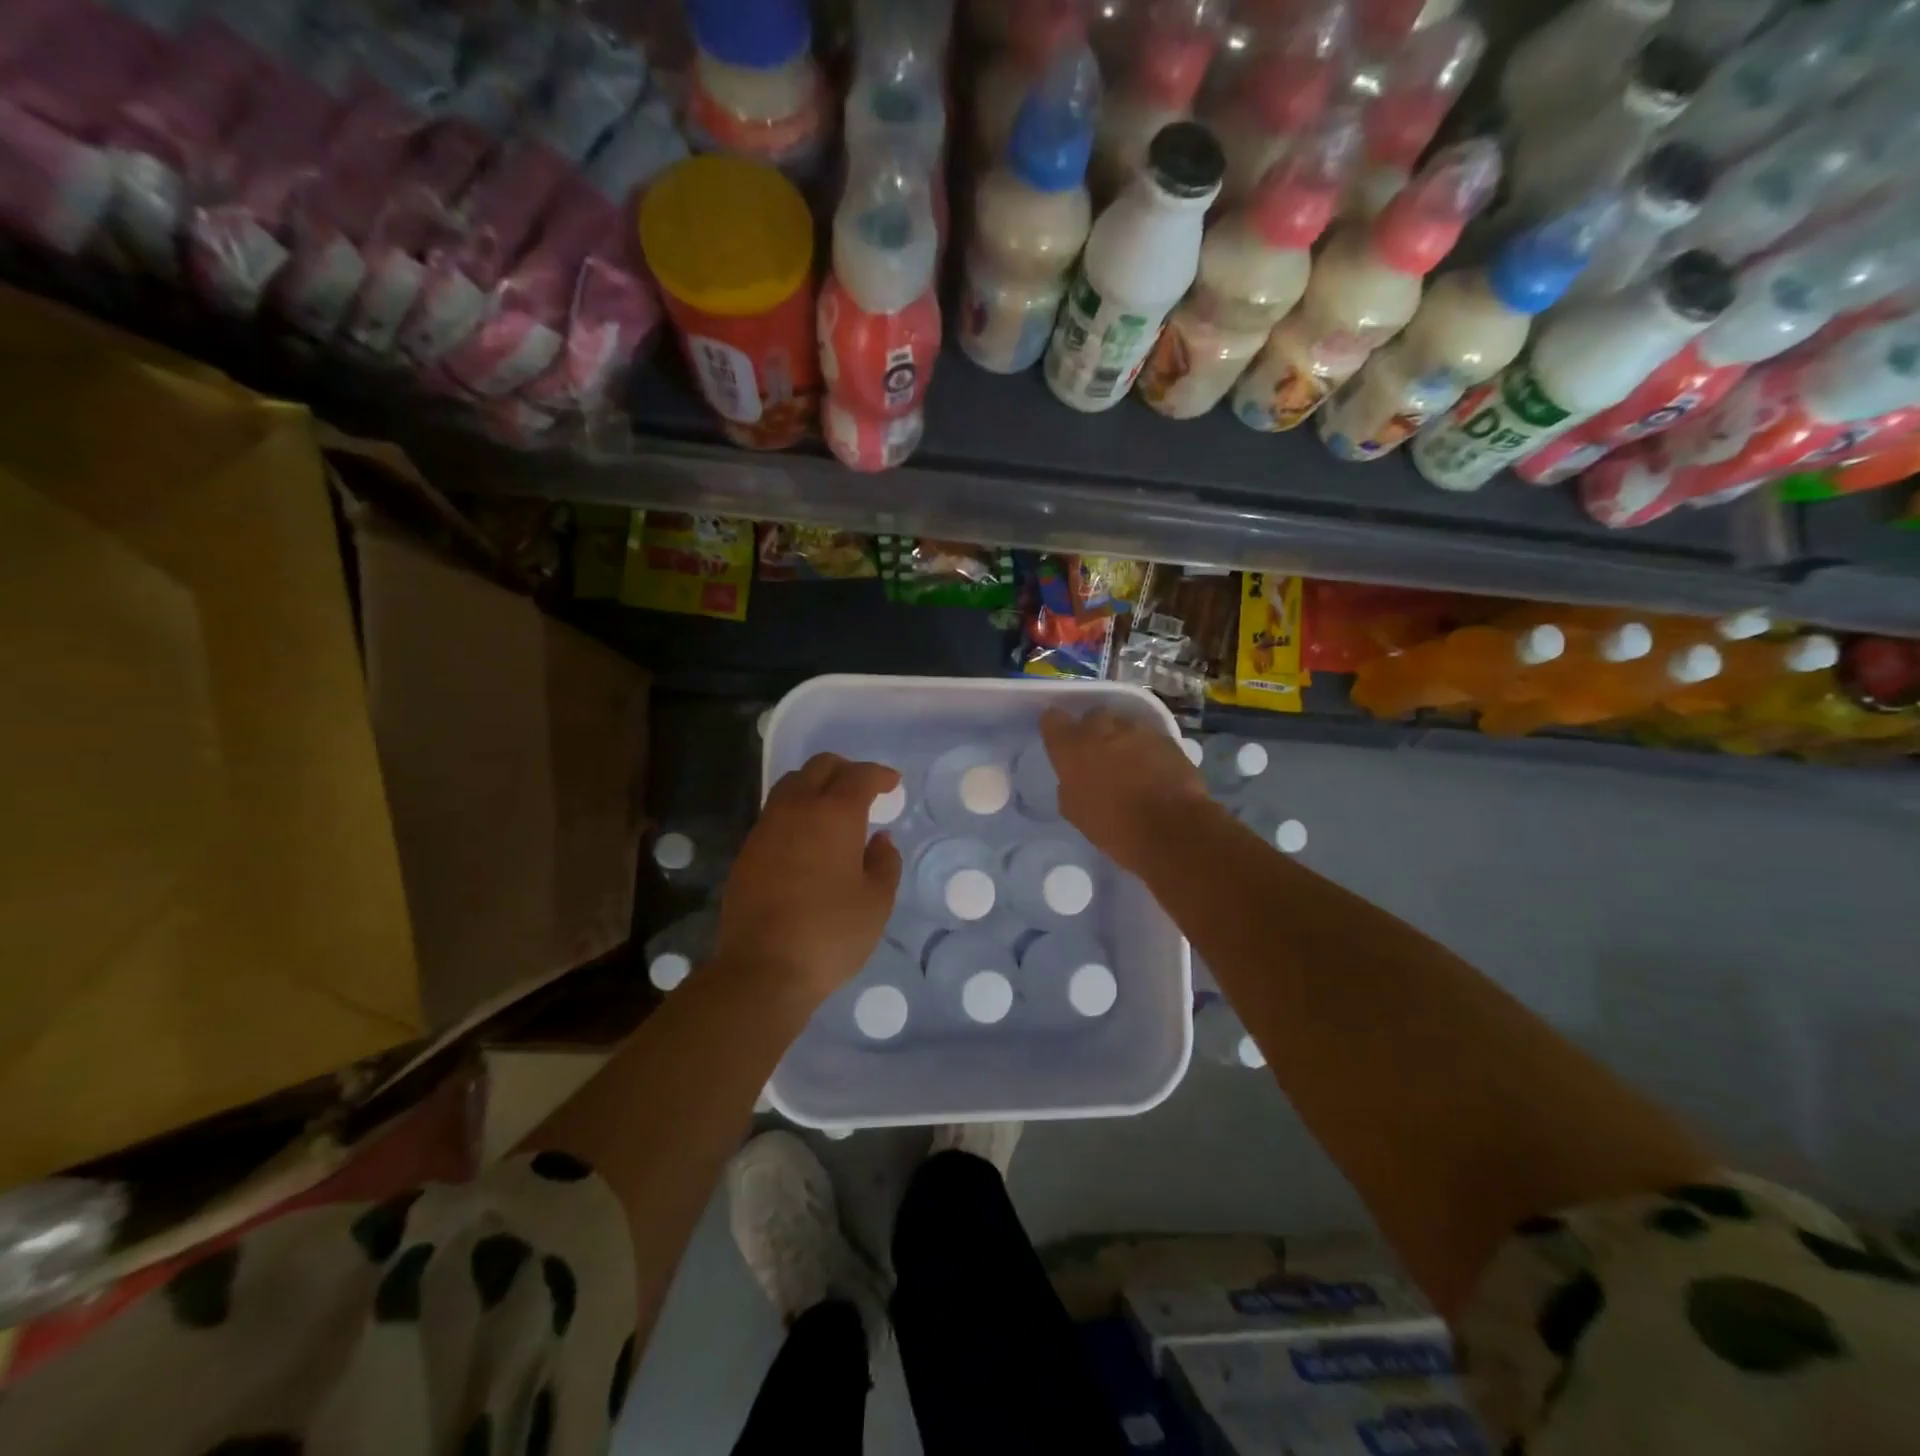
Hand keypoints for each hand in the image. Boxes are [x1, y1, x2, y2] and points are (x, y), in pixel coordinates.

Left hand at [713, 754, 902, 1008]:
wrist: (762, 969)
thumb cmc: (831, 933)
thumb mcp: (877, 901)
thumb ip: (884, 862)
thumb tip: (879, 840)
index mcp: (834, 814)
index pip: (859, 775)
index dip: (879, 775)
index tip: (892, 784)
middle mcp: (797, 809)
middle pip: (819, 767)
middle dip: (845, 770)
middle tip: (864, 790)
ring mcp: (766, 828)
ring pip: (791, 785)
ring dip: (816, 786)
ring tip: (833, 811)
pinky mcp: (747, 851)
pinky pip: (775, 813)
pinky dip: (796, 811)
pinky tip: (807, 839)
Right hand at [1041, 707, 1215, 874]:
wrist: (1170, 829)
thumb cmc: (1113, 826)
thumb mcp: (1075, 811)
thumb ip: (1070, 784)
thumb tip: (1075, 777)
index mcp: (1071, 747)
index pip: (1052, 719)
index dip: (1056, 729)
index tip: (1061, 742)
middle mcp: (1101, 728)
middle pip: (1091, 717)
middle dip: (1093, 732)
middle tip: (1098, 756)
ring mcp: (1136, 730)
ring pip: (1122, 725)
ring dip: (1122, 739)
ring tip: (1130, 764)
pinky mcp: (1166, 737)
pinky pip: (1149, 737)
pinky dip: (1147, 749)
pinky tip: (1153, 770)